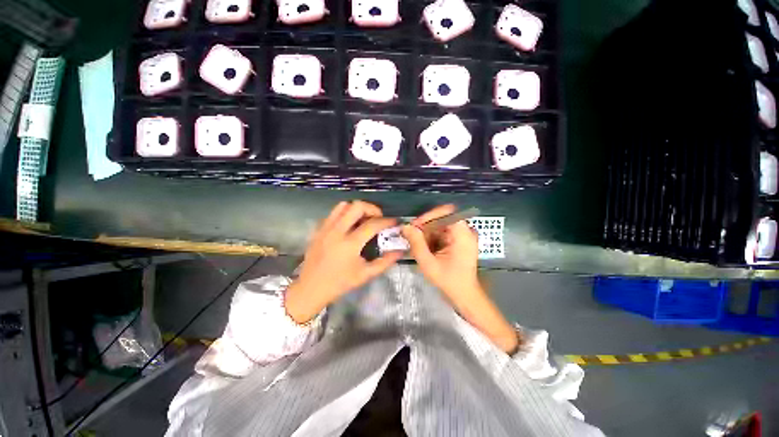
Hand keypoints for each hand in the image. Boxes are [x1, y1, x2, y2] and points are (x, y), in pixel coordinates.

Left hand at [285, 201, 402, 322]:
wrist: (310, 288)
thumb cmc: (340, 283)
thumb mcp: (366, 274)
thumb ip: (385, 261)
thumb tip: (400, 251)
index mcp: (350, 244)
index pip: (373, 224)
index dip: (387, 221)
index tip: (394, 222)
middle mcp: (337, 231)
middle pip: (357, 206)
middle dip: (372, 209)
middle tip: (378, 218)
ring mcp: (325, 228)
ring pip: (343, 205)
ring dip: (357, 209)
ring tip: (363, 219)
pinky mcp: (318, 229)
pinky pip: (333, 213)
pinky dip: (344, 213)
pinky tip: (349, 225)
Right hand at [401, 204, 481, 304]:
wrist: (465, 294)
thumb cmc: (449, 281)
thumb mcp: (428, 263)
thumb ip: (416, 243)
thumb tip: (405, 226)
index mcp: (463, 234)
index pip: (446, 212)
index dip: (429, 216)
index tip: (415, 226)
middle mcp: (466, 231)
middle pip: (442, 219)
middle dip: (425, 228)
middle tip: (412, 238)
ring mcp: (464, 235)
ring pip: (440, 225)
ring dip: (428, 234)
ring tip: (419, 247)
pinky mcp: (460, 240)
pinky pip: (443, 232)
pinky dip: (433, 238)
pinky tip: (427, 250)